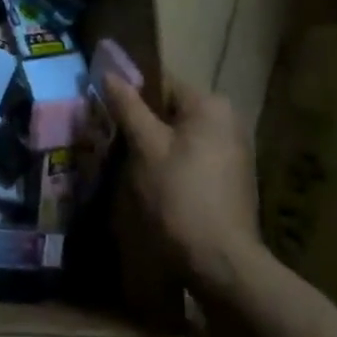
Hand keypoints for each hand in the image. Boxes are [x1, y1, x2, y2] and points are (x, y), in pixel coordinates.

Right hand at [104, 74, 259, 293]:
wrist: (221, 263)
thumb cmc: (179, 195)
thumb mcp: (145, 146)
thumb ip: (127, 106)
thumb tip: (109, 73)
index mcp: (211, 105)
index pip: (160, 82)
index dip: (129, 92)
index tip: (103, 107)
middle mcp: (228, 121)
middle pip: (170, 108)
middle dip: (140, 120)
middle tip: (110, 136)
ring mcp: (233, 151)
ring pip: (179, 134)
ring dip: (152, 143)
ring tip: (124, 160)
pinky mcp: (230, 178)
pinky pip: (191, 155)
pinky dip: (170, 161)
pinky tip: (151, 180)